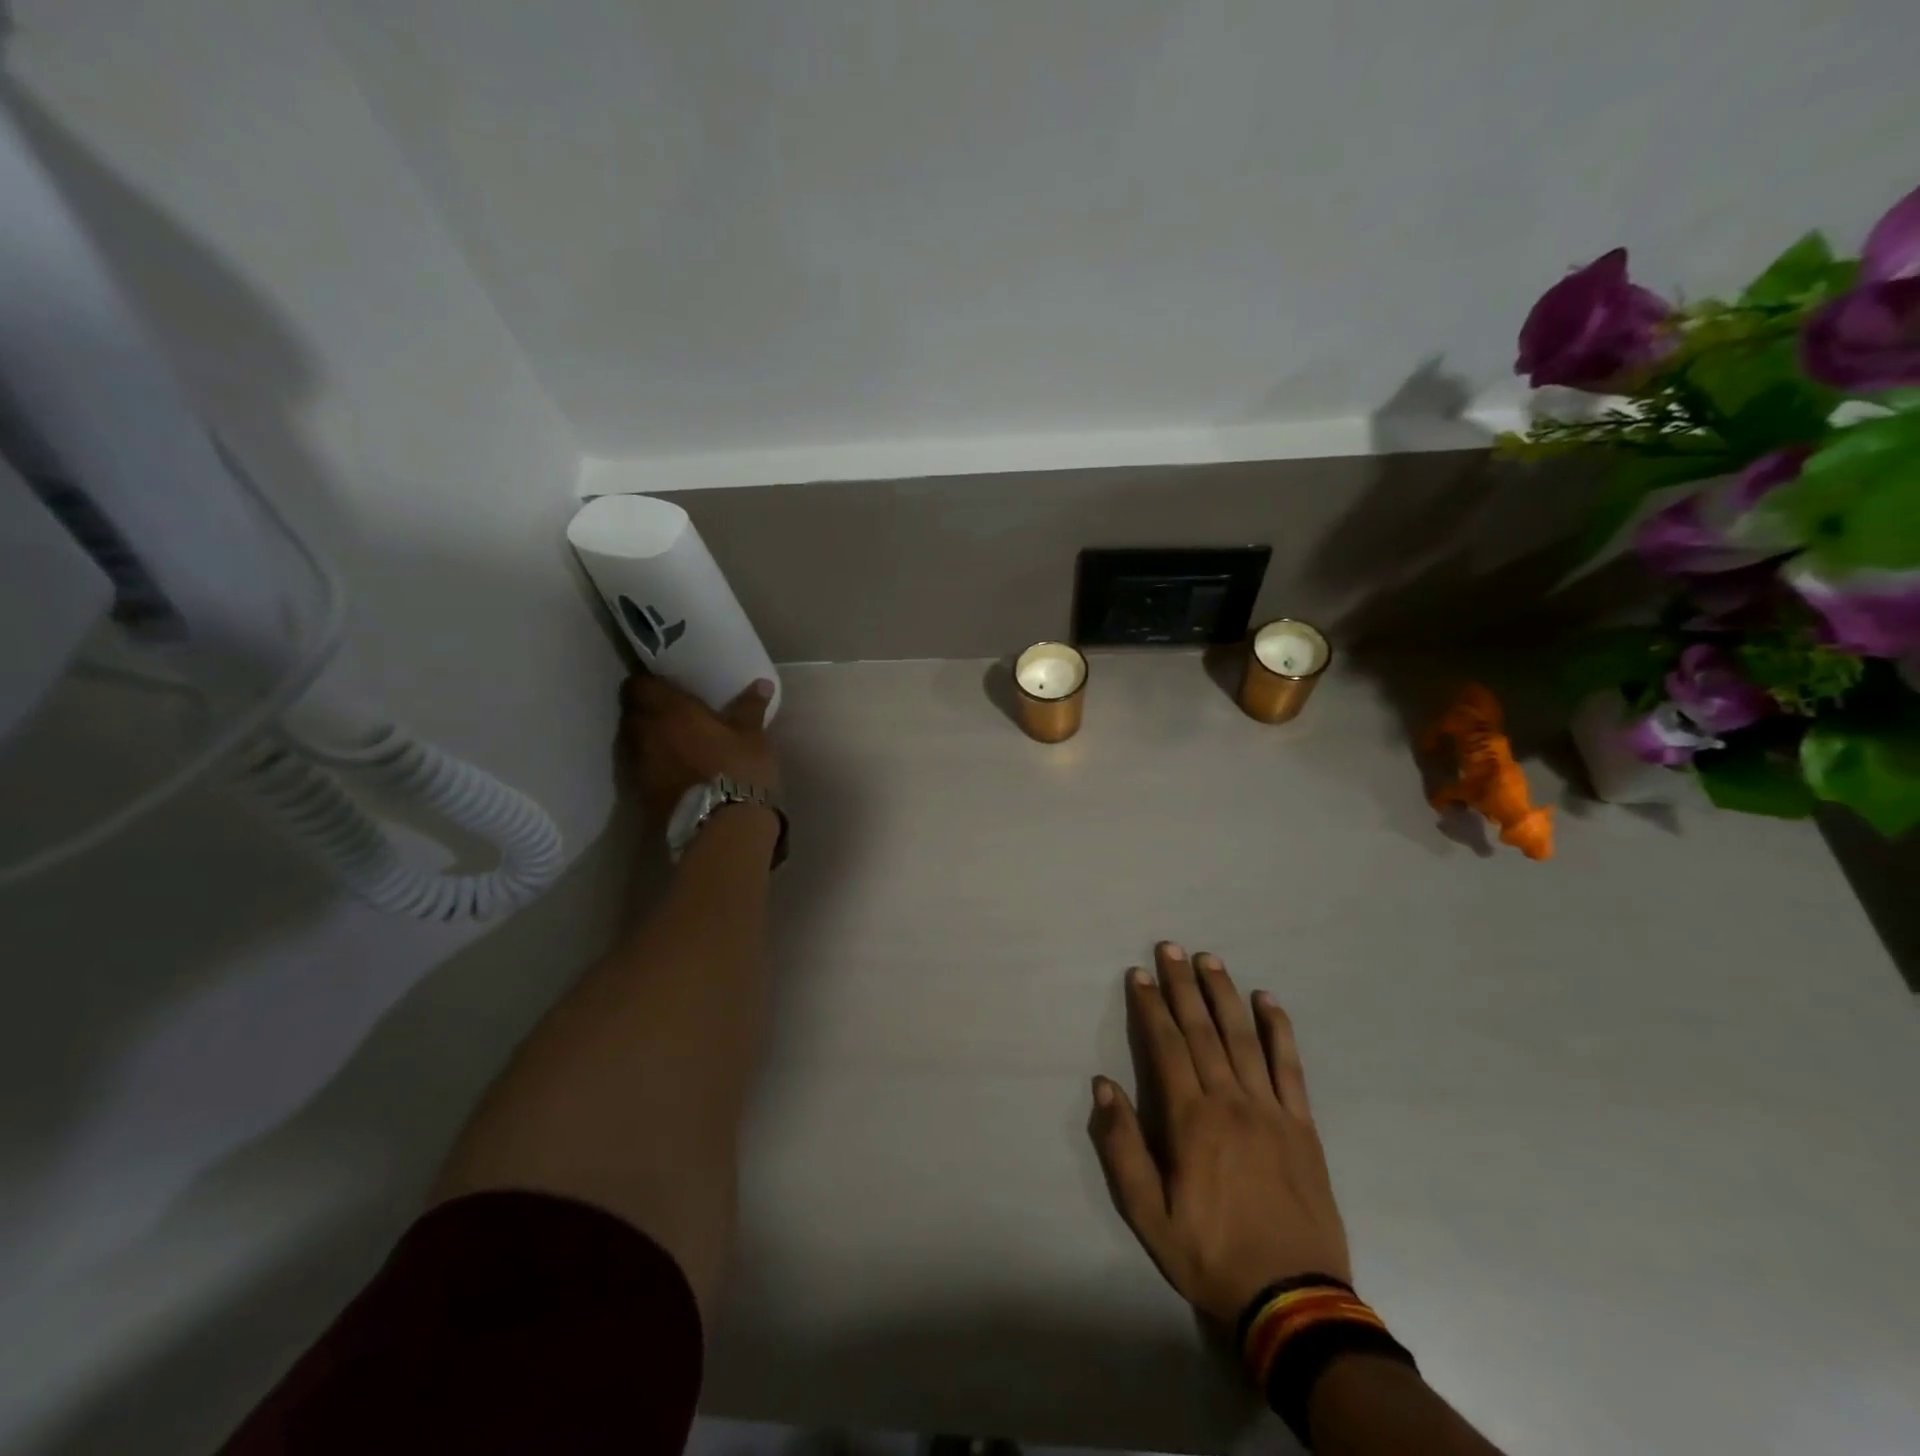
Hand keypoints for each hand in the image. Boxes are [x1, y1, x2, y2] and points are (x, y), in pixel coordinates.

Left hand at [619, 673, 780, 826]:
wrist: (723, 825)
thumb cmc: (739, 769)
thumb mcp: (752, 736)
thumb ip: (750, 707)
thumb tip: (761, 684)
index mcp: (669, 711)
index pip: (638, 684)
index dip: (647, 681)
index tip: (664, 682)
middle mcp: (645, 733)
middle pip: (632, 711)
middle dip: (646, 708)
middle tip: (670, 708)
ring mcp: (639, 765)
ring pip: (634, 740)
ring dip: (648, 736)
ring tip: (671, 738)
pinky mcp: (641, 792)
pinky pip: (641, 766)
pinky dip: (652, 762)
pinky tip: (673, 766)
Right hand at [1089, 943, 1350, 1324]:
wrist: (1294, 1300)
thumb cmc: (1211, 1255)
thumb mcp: (1148, 1215)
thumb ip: (1122, 1147)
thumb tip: (1102, 1086)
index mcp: (1190, 1120)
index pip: (1166, 1046)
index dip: (1151, 1007)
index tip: (1140, 974)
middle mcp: (1229, 1101)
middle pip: (1202, 1030)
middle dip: (1182, 985)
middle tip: (1170, 947)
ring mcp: (1270, 1109)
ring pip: (1243, 1037)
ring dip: (1223, 994)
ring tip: (1209, 959)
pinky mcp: (1302, 1124)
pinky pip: (1289, 1066)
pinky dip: (1278, 1029)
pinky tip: (1267, 1001)